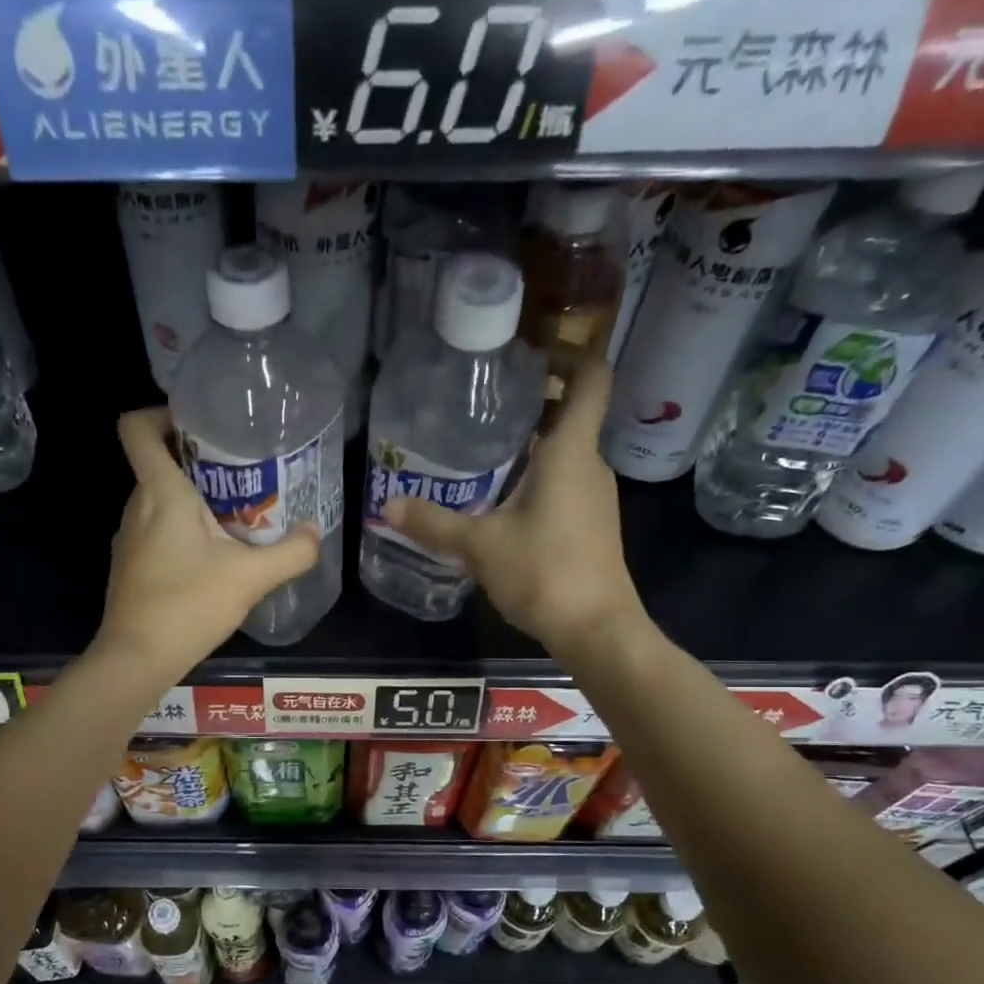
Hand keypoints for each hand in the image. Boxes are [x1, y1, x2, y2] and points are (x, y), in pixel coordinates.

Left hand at [92, 407, 319, 685]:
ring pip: (158, 498)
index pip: (136, 427)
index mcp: (161, 492)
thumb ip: (291, 553)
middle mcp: (137, 506)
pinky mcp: (131, 564)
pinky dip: (181, 528)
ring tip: (235, 514)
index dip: (160, 413)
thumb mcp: (250, 578)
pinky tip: (213, 555)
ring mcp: (129, 537)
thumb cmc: (189, 605)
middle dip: (196, 459)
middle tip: (241, 471)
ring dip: (192, 498)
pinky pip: (155, 528)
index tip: (199, 424)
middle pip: (156, 462)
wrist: (137, 658)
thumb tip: (314, 532)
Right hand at [384, 358, 650, 660]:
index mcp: (571, 453)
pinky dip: (539, 476)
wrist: (596, 629)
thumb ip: (434, 524)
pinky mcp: (592, 524)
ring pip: (567, 452)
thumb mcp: (480, 546)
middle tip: (485, 404)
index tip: (531, 354)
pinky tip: (503, 499)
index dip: (570, 354)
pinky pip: (566, 482)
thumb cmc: (544, 573)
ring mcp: (596, 497)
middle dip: (535, 402)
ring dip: (534, 443)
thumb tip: (387, 506)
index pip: (591, 378)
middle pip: (572, 414)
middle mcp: (590, 466)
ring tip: (484, 450)